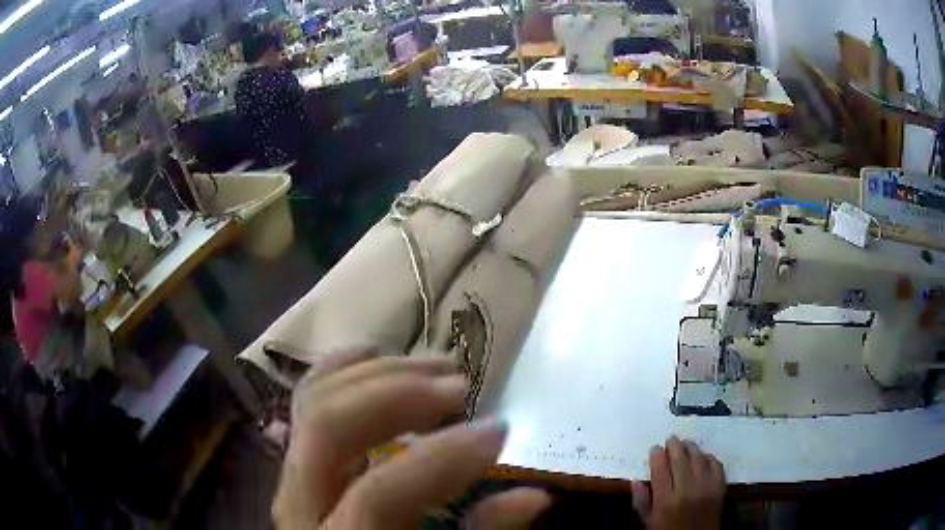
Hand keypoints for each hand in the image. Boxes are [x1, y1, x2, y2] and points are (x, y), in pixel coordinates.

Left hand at [273, 350, 550, 528]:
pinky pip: (307, 399)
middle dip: (396, 397)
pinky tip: (374, 351)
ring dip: (376, 374)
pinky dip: (340, 369)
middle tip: (459, 385)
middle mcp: (300, 500)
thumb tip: (534, 497)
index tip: (500, 430)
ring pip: (314, 402)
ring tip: (435, 365)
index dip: (441, 461)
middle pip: (328, 430)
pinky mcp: (299, 456)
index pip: (377, 494)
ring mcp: (293, 471)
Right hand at [631, 436, 725, 529]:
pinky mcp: (719, 486)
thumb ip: (641, 501)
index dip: (657, 455)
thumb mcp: (648, 521)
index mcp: (665, 500)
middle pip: (680, 459)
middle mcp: (686, 490)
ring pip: (699, 458)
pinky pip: (716, 464)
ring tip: (686, 443)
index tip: (655, 448)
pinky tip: (703, 456)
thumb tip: (635, 480)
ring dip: (691, 447)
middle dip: (674, 446)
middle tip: (671, 439)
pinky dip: (709, 457)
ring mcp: (705, 487)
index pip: (660, 469)